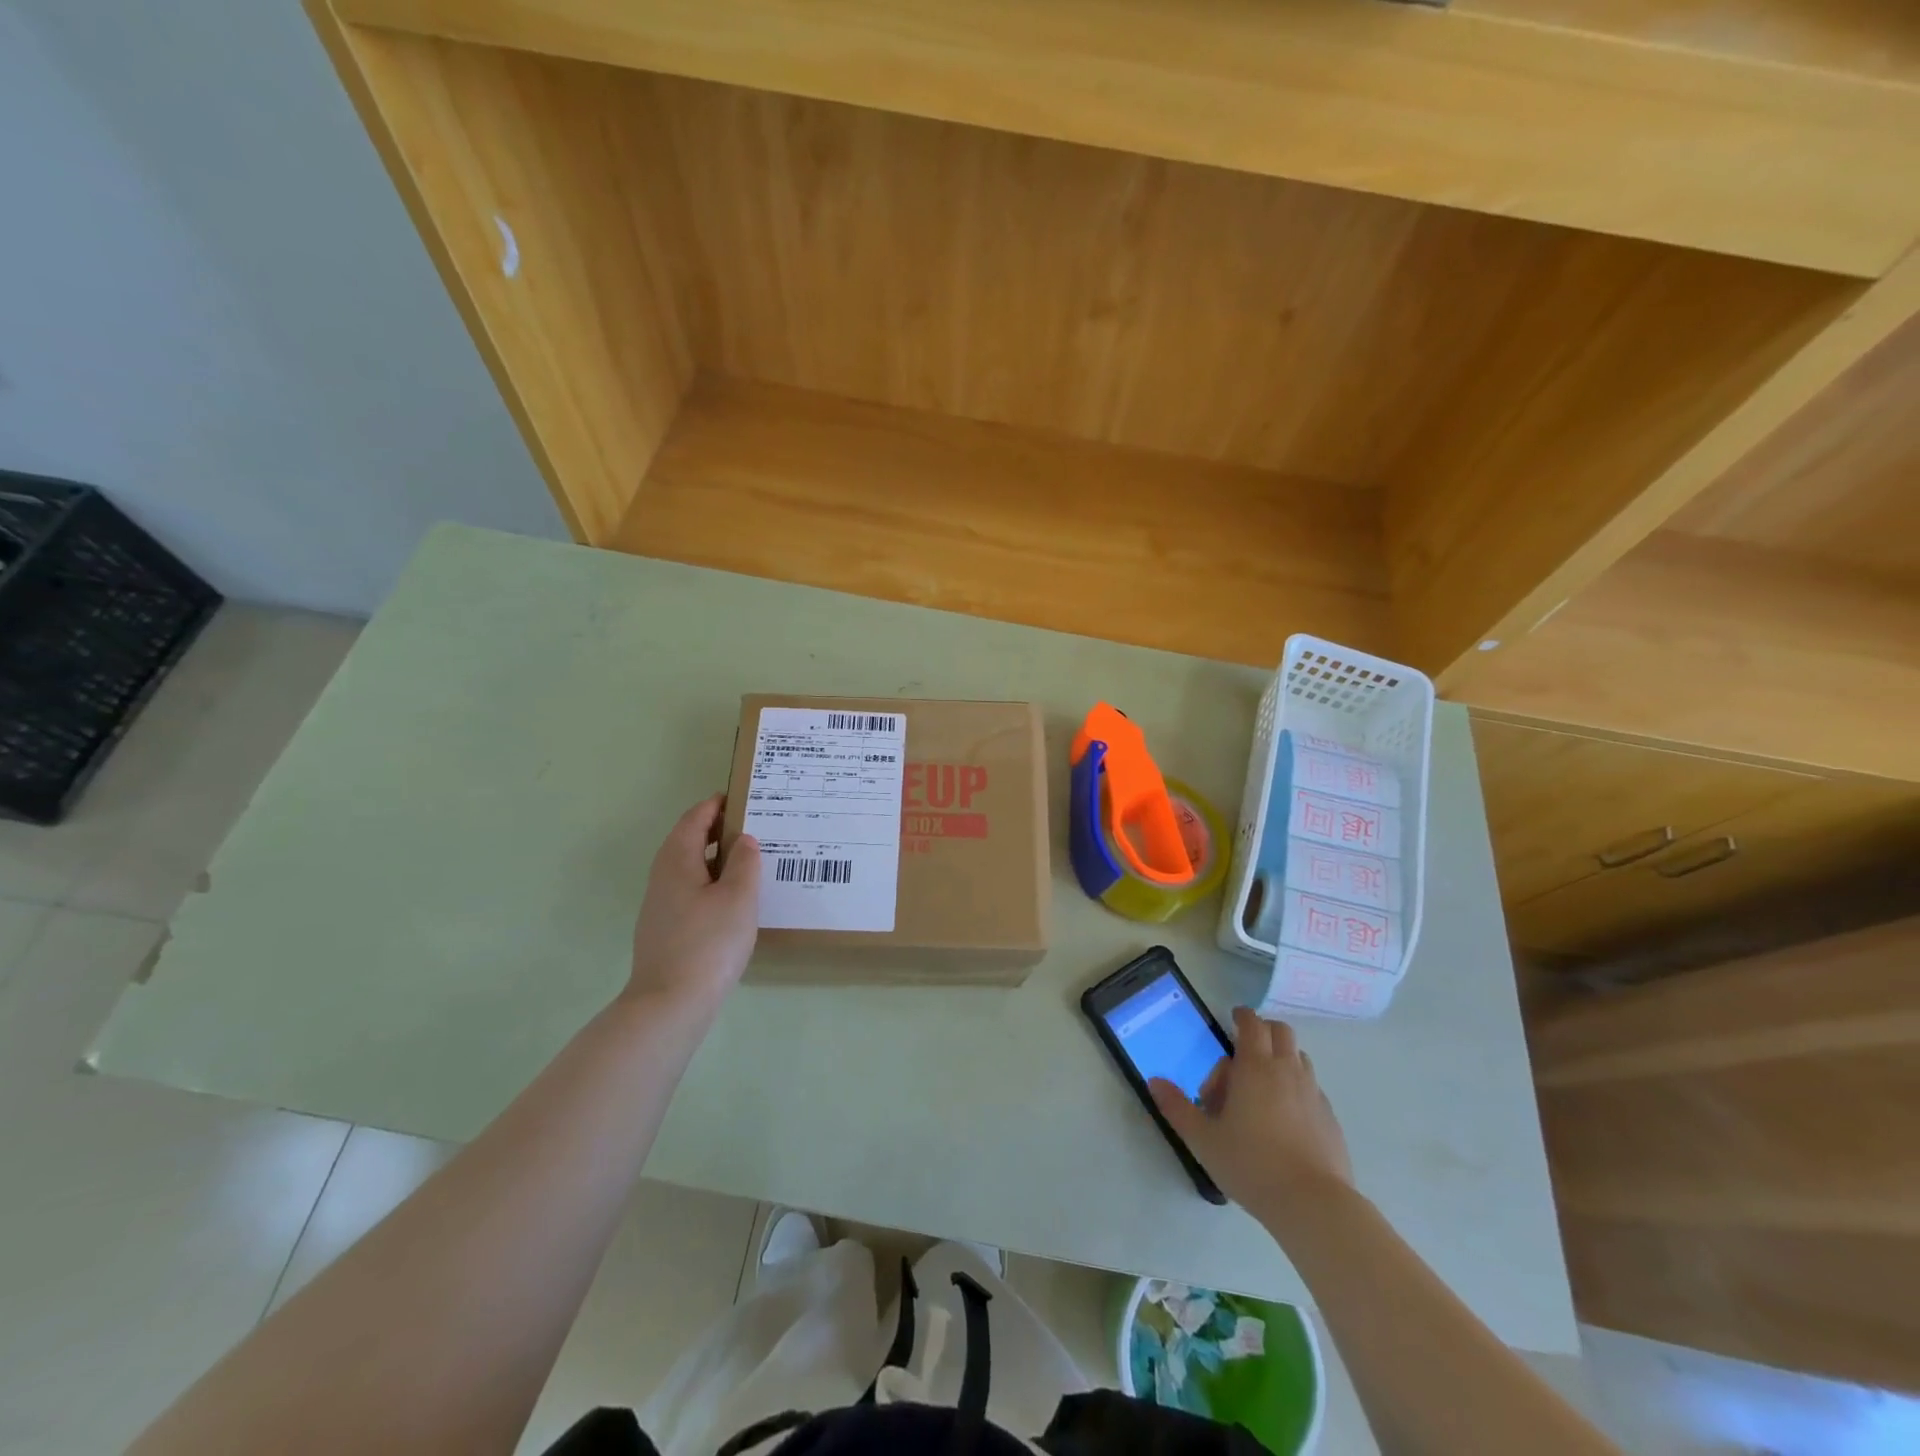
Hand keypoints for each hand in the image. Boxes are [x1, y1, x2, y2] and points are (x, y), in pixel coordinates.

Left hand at [627, 795, 759, 1011]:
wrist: (670, 1003)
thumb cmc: (708, 943)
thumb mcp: (738, 897)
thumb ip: (744, 863)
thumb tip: (743, 840)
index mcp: (677, 861)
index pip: (694, 819)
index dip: (715, 805)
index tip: (739, 796)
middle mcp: (663, 877)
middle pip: (687, 841)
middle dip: (716, 829)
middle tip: (752, 825)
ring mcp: (660, 906)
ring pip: (689, 868)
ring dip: (715, 857)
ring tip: (749, 859)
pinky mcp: (666, 929)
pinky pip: (690, 891)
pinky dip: (711, 882)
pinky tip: (733, 898)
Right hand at [1150, 1007, 1352, 1226]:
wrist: (1313, 1205)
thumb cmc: (1252, 1165)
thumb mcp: (1203, 1139)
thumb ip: (1177, 1108)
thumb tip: (1154, 1082)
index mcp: (1255, 1067)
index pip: (1252, 1023)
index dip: (1242, 1016)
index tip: (1233, 1019)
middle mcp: (1287, 1071)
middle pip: (1281, 1032)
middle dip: (1263, 1031)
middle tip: (1243, 1052)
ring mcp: (1313, 1093)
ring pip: (1299, 1058)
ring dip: (1281, 1059)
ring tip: (1262, 1087)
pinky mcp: (1330, 1118)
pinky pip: (1311, 1088)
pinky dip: (1296, 1088)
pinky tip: (1285, 1119)